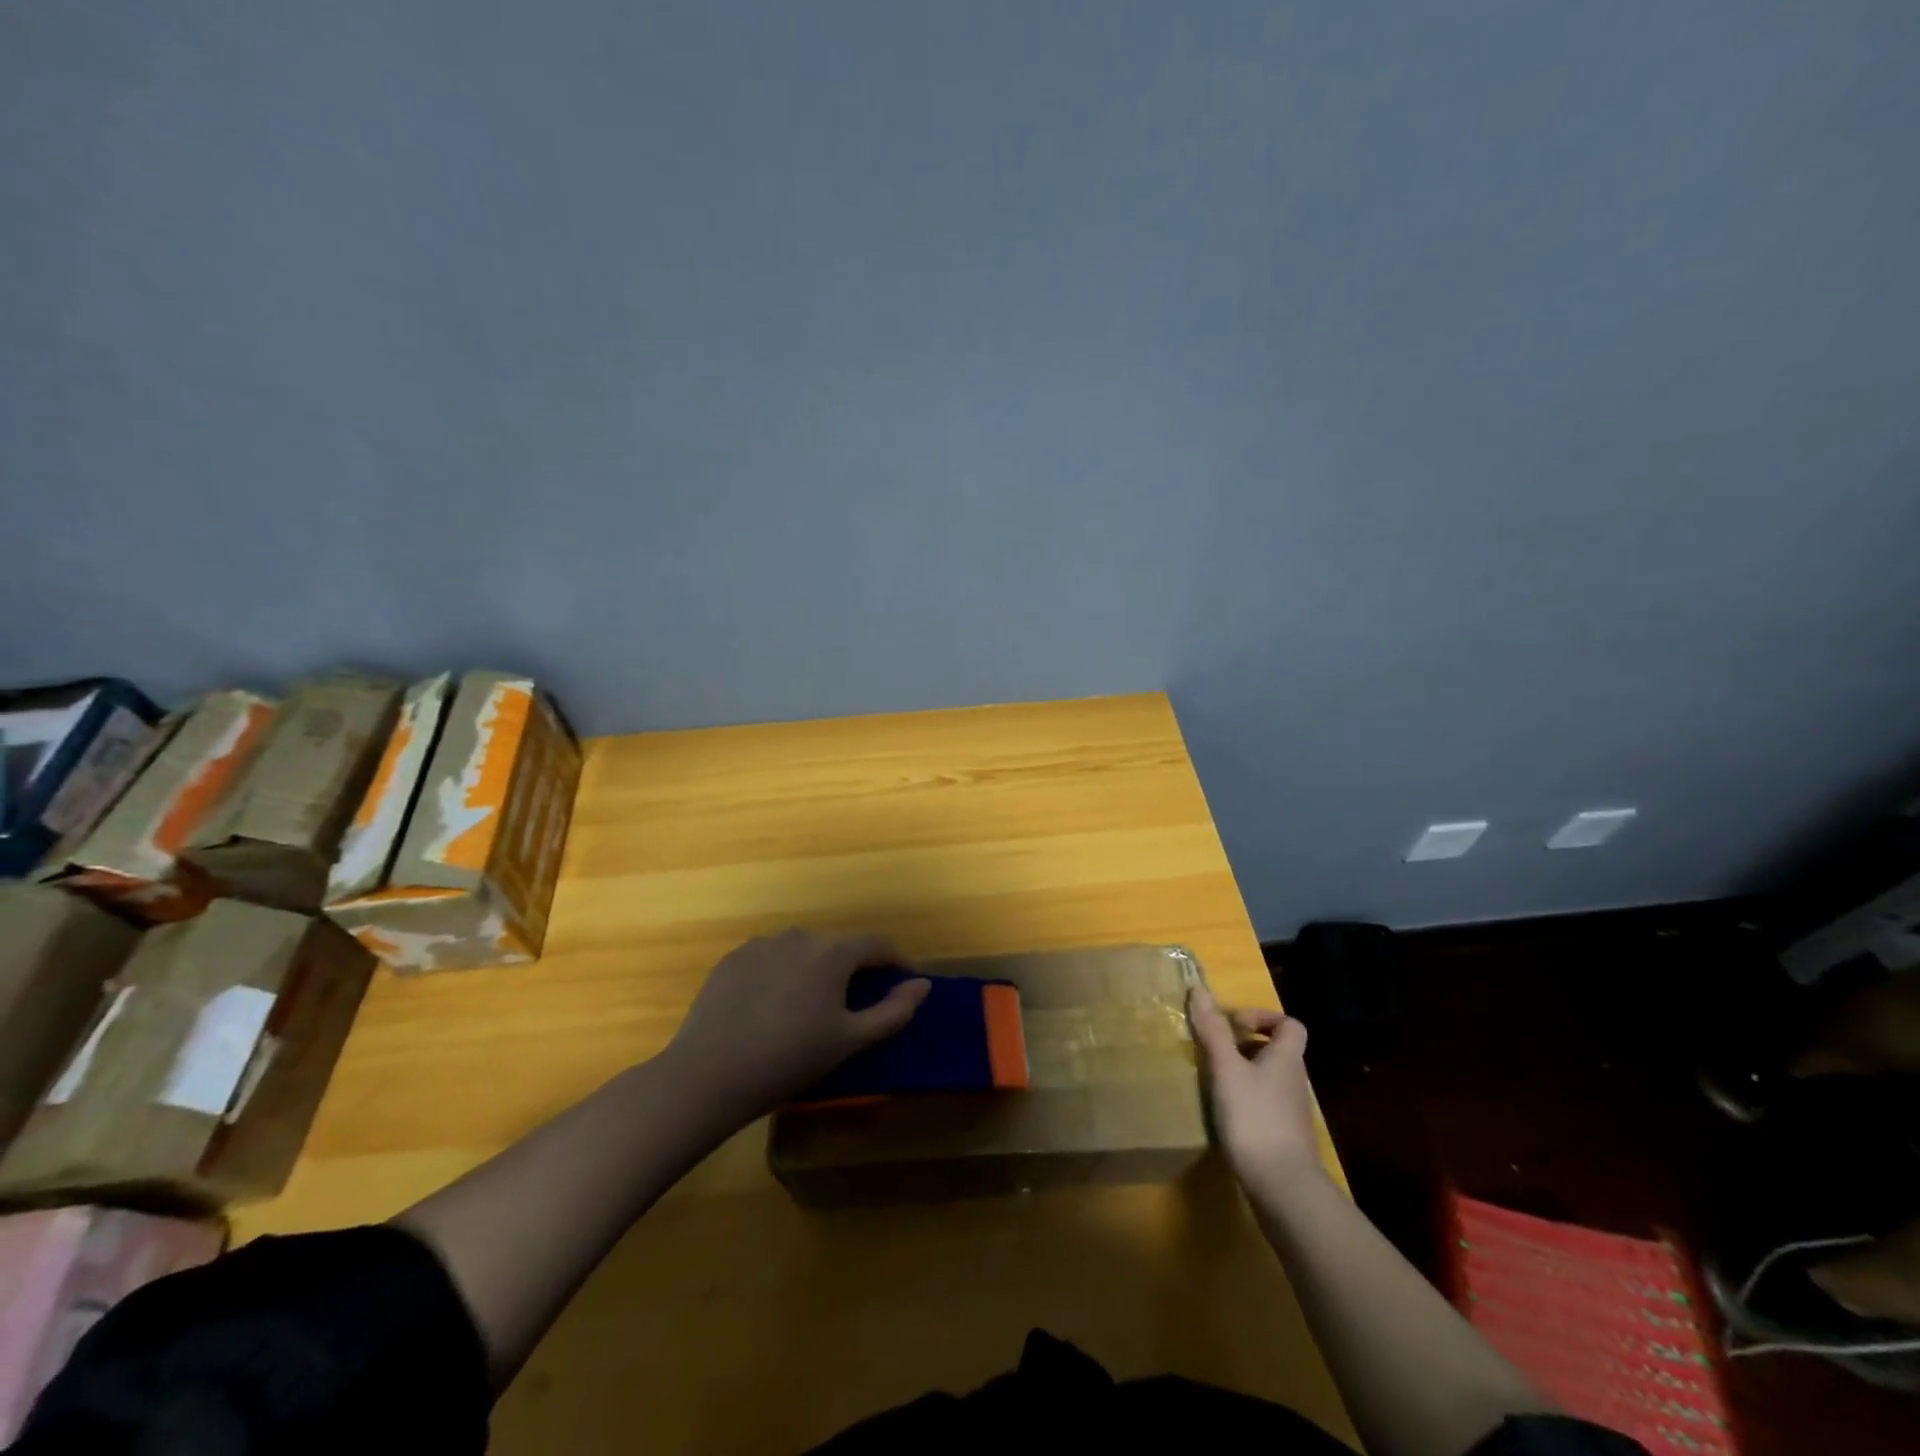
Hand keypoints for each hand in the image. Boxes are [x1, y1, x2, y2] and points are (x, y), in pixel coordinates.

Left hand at [662, 928, 930, 1125]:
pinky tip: (769, 1009)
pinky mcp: (732, 959)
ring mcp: (761, 945)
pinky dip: (779, 976)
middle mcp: (799, 937)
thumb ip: (893, 1011)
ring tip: (805, 1010)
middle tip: (850, 1008)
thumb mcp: (850, 1042)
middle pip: (837, 948)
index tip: (905, 982)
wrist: (709, 1075)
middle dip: (851, 971)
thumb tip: (922, 984)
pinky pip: (769, 960)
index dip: (897, 962)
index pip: (877, 945)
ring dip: (813, 972)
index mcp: (832, 954)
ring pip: (801, 952)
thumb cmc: (789, 1059)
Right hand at [1188, 985, 1325, 1192]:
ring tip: (1213, 1081)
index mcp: (1286, 1058)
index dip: (1263, 1017)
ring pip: (1268, 1078)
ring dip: (1242, 1073)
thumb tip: (1199, 988)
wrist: (1284, 1188)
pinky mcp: (1284, 1137)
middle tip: (1215, 1052)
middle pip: (1276, 1050)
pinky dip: (1245, 1101)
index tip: (1233, 1025)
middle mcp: (1294, 1080)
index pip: (1290, 1024)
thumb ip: (1213, 1030)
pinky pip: (1264, 1104)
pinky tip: (1224, 1114)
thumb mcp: (1226, 1069)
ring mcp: (1291, 1111)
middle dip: (1245, 1045)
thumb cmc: (1254, 1118)